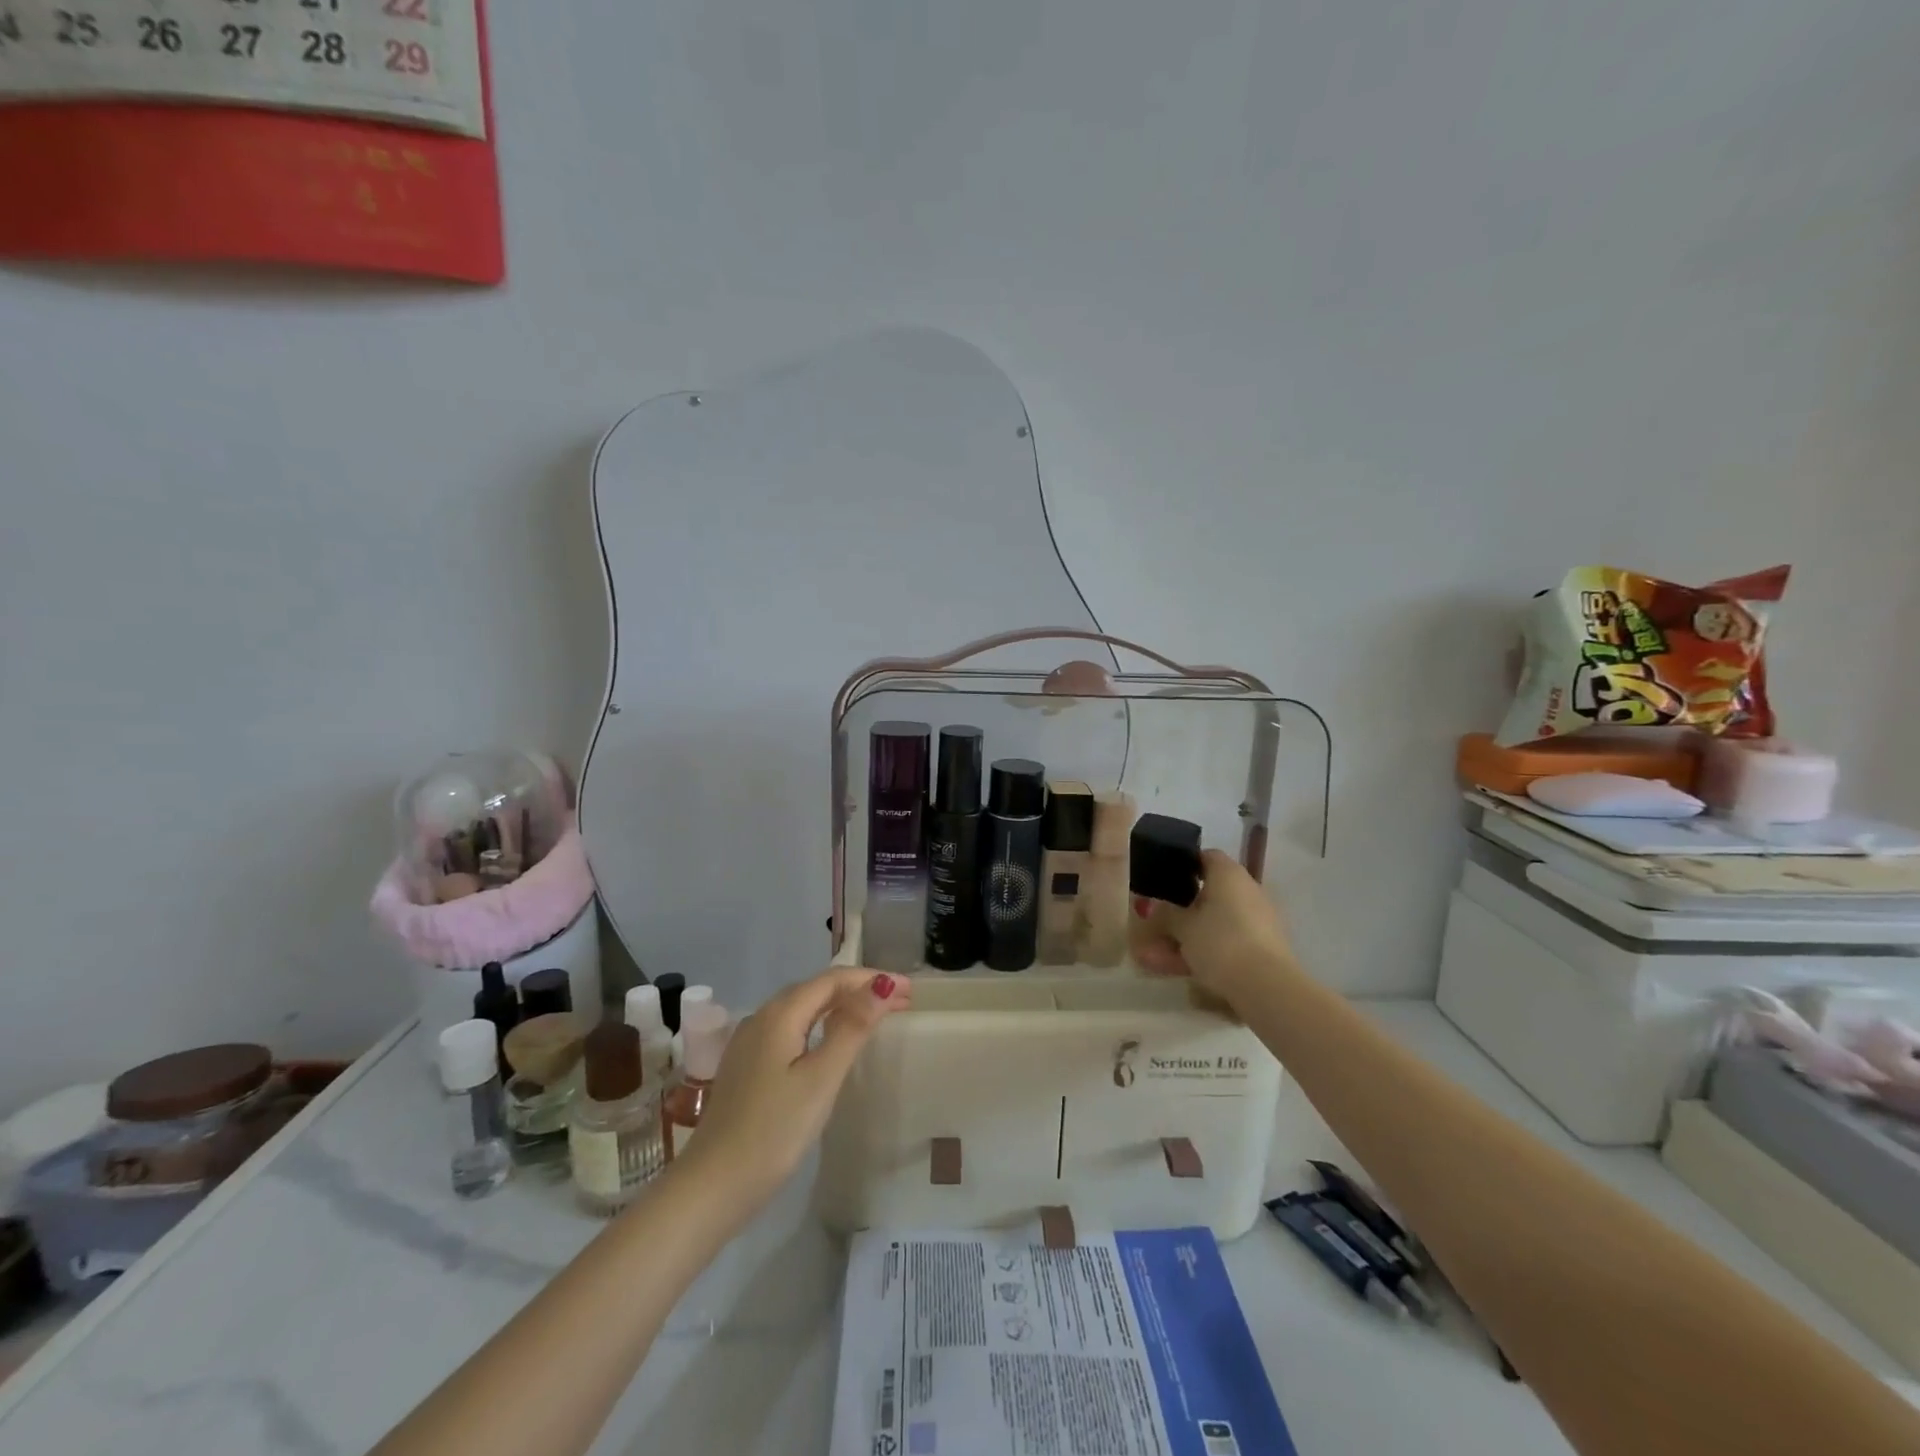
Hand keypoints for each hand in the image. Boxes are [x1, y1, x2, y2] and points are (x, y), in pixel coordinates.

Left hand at [679, 968, 910, 1207]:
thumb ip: (852, 1028)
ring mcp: (750, 1041)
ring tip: (874, 1018)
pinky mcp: (747, 1065)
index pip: (834, 979)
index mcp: (780, 1013)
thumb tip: (884, 984)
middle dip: (860, 990)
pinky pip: (791, 1029)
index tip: (911, 991)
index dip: (873, 979)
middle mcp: (762, 1017)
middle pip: (818, 989)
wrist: (712, 1187)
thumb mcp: (821, 1078)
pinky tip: (831, 1043)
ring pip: (803, 1009)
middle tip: (901, 1003)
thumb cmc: (773, 1131)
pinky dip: (820, 1025)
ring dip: (841, 1007)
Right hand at [1130, 850, 1295, 1008]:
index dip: (1182, 866)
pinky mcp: (1261, 947)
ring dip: (1185, 938)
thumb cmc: (1220, 942)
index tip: (1162, 881)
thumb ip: (1167, 913)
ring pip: (1213, 923)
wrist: (1266, 986)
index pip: (1205, 857)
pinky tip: (1177, 971)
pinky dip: (1203, 952)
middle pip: (1207, 894)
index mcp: (1228, 874)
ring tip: (1153, 959)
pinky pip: (1225, 942)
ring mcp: (1257, 920)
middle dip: (1178, 912)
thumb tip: (1157, 905)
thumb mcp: (1183, 926)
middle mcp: (1246, 890)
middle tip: (1152, 925)